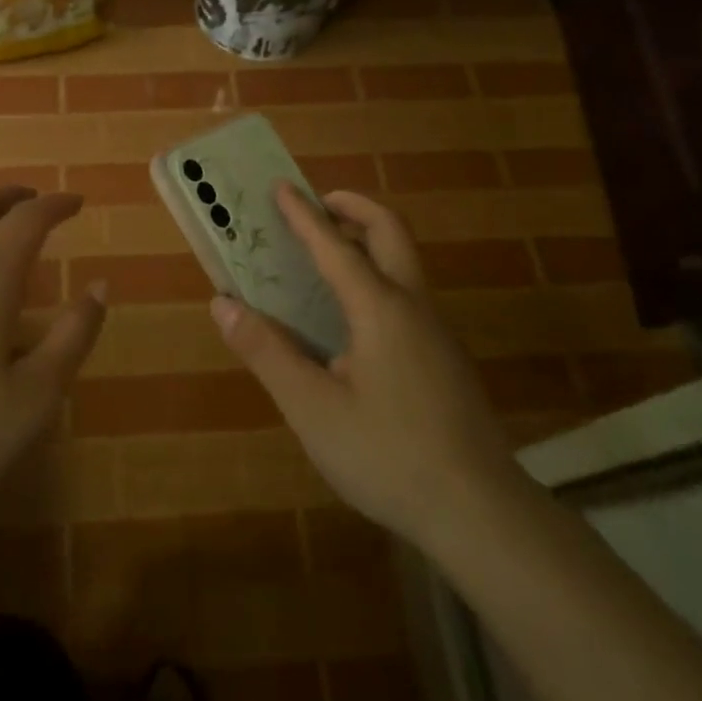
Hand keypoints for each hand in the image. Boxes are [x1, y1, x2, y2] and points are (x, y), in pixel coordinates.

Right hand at [210, 184, 526, 549]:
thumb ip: (266, 352)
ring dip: (367, 241)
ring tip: (327, 254)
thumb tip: (223, 304)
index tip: (281, 187)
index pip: (334, 247)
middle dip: (354, 209)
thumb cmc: (387, 455)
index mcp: (380, 310)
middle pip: (391, 233)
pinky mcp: (444, 359)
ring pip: (404, 264)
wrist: (478, 513)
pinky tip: (353, 319)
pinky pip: (407, 295)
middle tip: (318, 205)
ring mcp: (436, 333)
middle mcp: (414, 307)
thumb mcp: (312, 407)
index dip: (303, 216)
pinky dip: (377, 276)